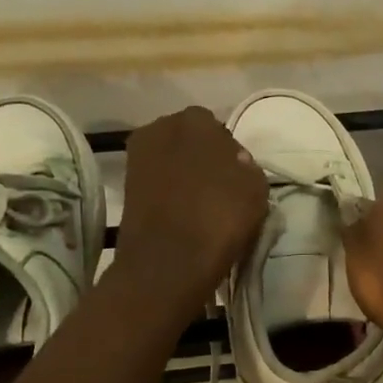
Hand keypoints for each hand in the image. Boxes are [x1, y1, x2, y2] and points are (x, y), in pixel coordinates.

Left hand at [116, 107, 268, 309]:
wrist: (168, 261)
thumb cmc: (220, 218)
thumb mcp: (256, 189)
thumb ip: (247, 167)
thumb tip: (234, 164)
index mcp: (196, 120)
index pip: (218, 130)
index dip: (229, 153)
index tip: (236, 177)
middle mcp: (161, 128)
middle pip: (189, 141)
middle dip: (202, 159)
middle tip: (218, 189)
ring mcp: (138, 158)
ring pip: (172, 162)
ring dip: (184, 177)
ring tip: (200, 206)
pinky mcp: (126, 187)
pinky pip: (158, 184)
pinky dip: (169, 195)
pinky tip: (183, 216)